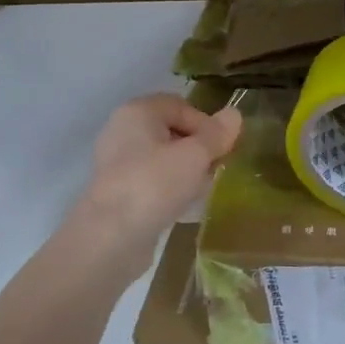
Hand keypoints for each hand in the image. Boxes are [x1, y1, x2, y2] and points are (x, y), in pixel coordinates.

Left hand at [68, 95, 241, 264]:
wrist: (110, 237)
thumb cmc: (154, 184)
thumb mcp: (195, 155)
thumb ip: (217, 134)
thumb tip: (235, 114)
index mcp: (137, 112)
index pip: (181, 106)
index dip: (206, 124)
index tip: (222, 149)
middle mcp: (123, 131)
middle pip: (171, 131)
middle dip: (198, 149)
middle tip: (215, 168)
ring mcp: (117, 163)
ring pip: (162, 158)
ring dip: (186, 170)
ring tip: (203, 189)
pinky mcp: (117, 192)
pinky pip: (152, 180)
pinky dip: (170, 188)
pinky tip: (185, 206)